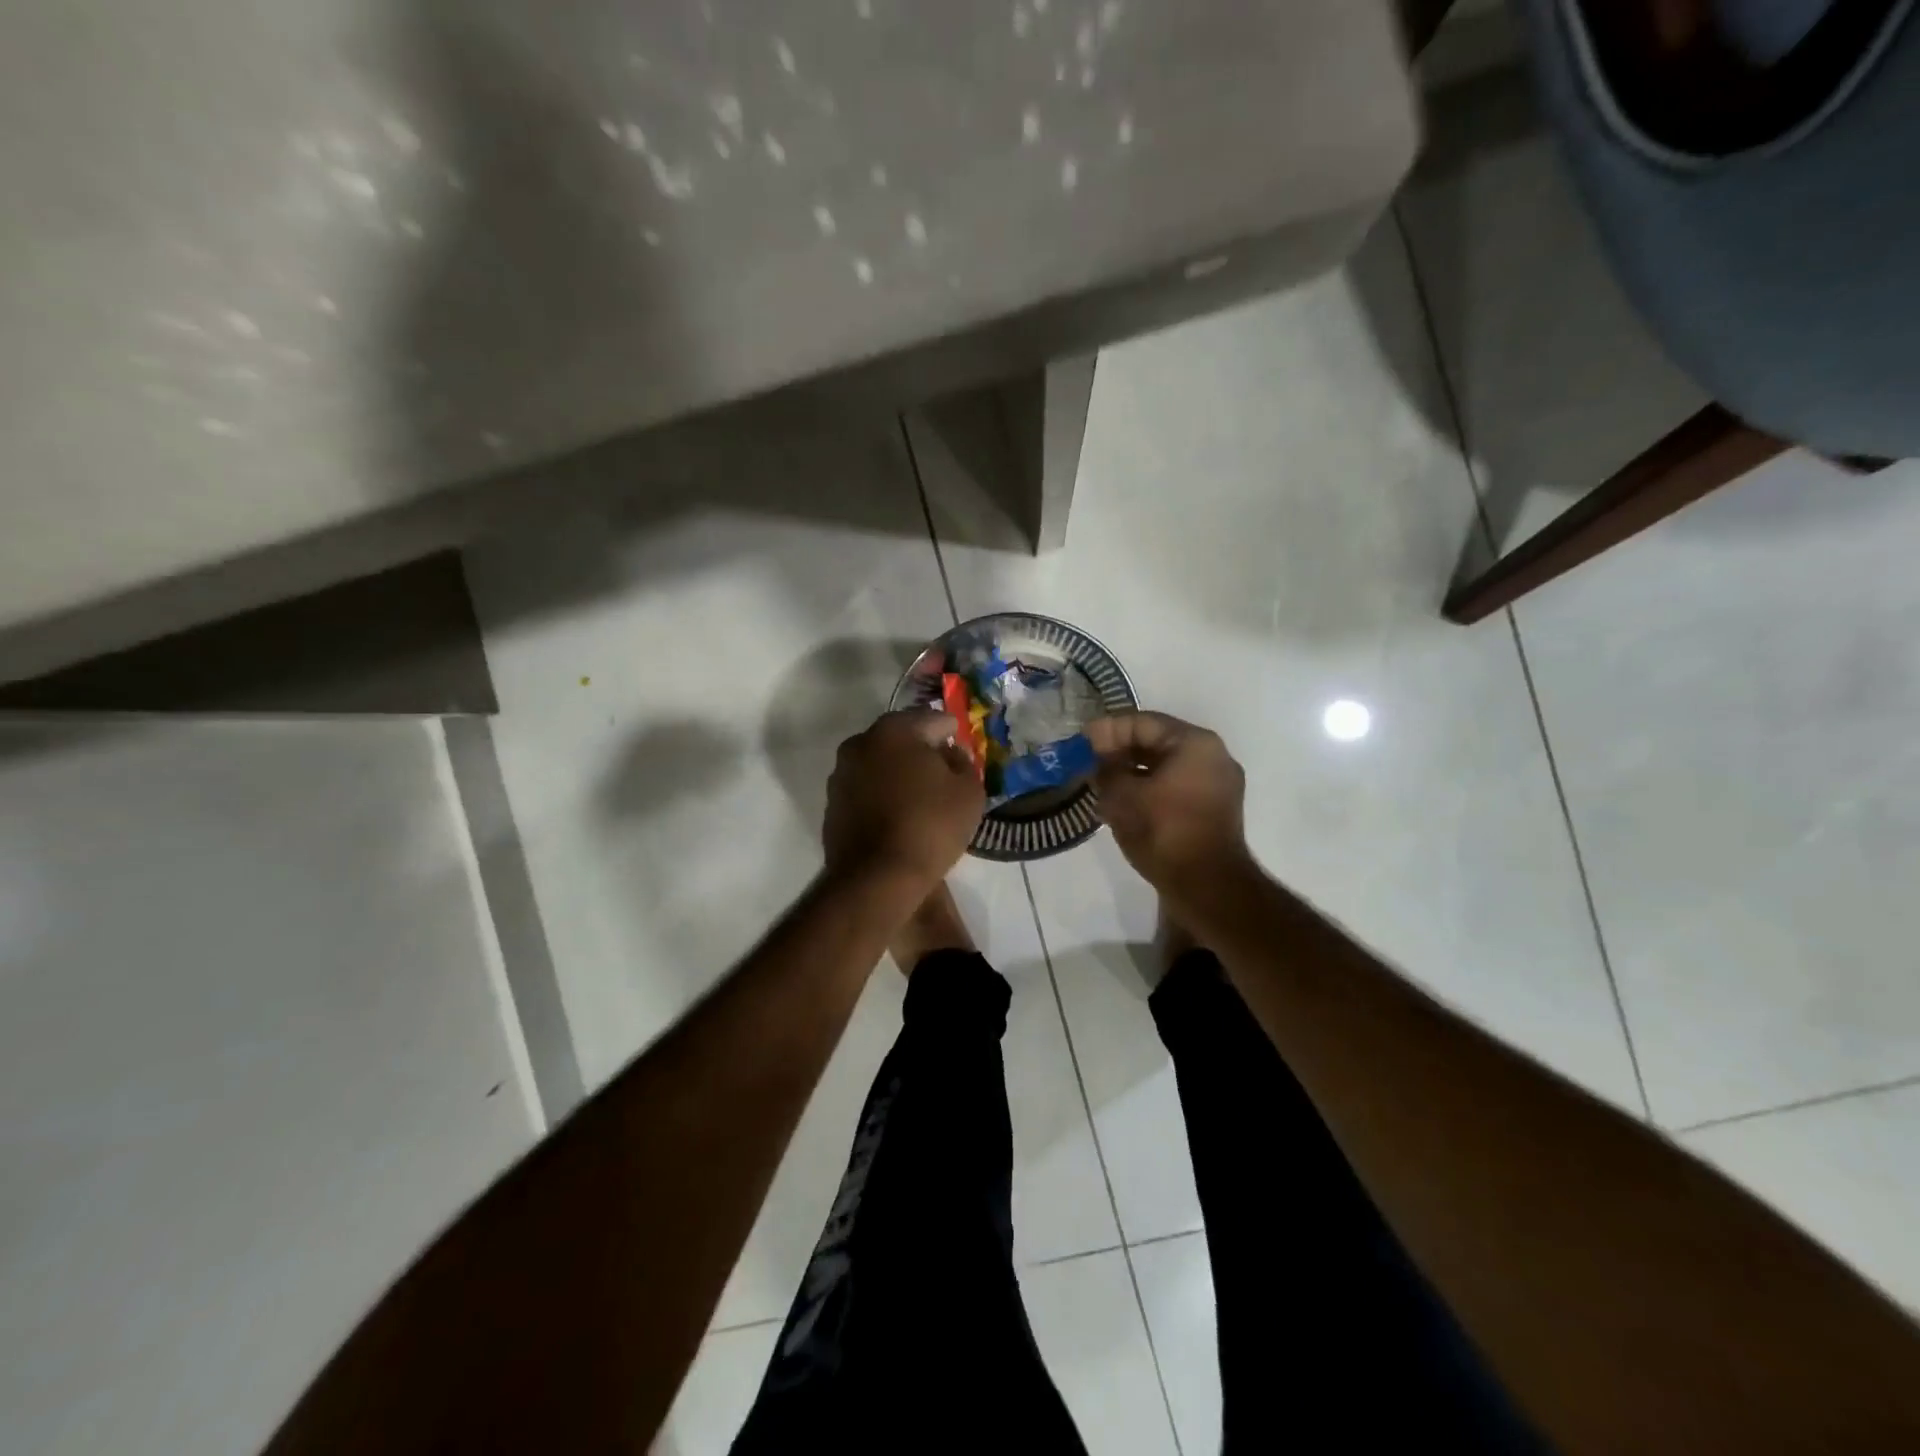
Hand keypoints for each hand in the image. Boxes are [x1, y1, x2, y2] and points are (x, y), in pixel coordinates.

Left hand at [823, 709, 984, 889]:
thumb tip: (950, 754)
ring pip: (879, 764)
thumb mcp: (969, 791)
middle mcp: (860, 743)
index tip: (961, 746)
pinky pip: (866, 790)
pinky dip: (882, 795)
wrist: (877, 878)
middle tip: (944, 770)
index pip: (932, 719)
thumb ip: (963, 763)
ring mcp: (841, 775)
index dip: (951, 732)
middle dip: (922, 750)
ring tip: (922, 795)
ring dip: (899, 772)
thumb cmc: (930, 826)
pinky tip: (899, 815)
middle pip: (901, 738)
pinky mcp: (832, 805)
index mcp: (894, 730)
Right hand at [1086, 712, 1253, 899]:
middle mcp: (1212, 756)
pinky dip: (1149, 789)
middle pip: (1157, 742)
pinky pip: (1175, 787)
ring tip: (1101, 783)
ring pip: (1165, 767)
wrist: (1208, 888)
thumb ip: (1106, 770)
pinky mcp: (1213, 810)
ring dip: (1132, 772)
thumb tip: (1099, 761)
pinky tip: (1123, 802)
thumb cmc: (1164, 832)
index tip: (1080, 742)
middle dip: (1120, 751)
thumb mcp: (1123, 797)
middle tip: (1088, 762)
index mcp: (1195, 743)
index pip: (1143, 723)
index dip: (1107, 730)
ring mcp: (1217, 785)